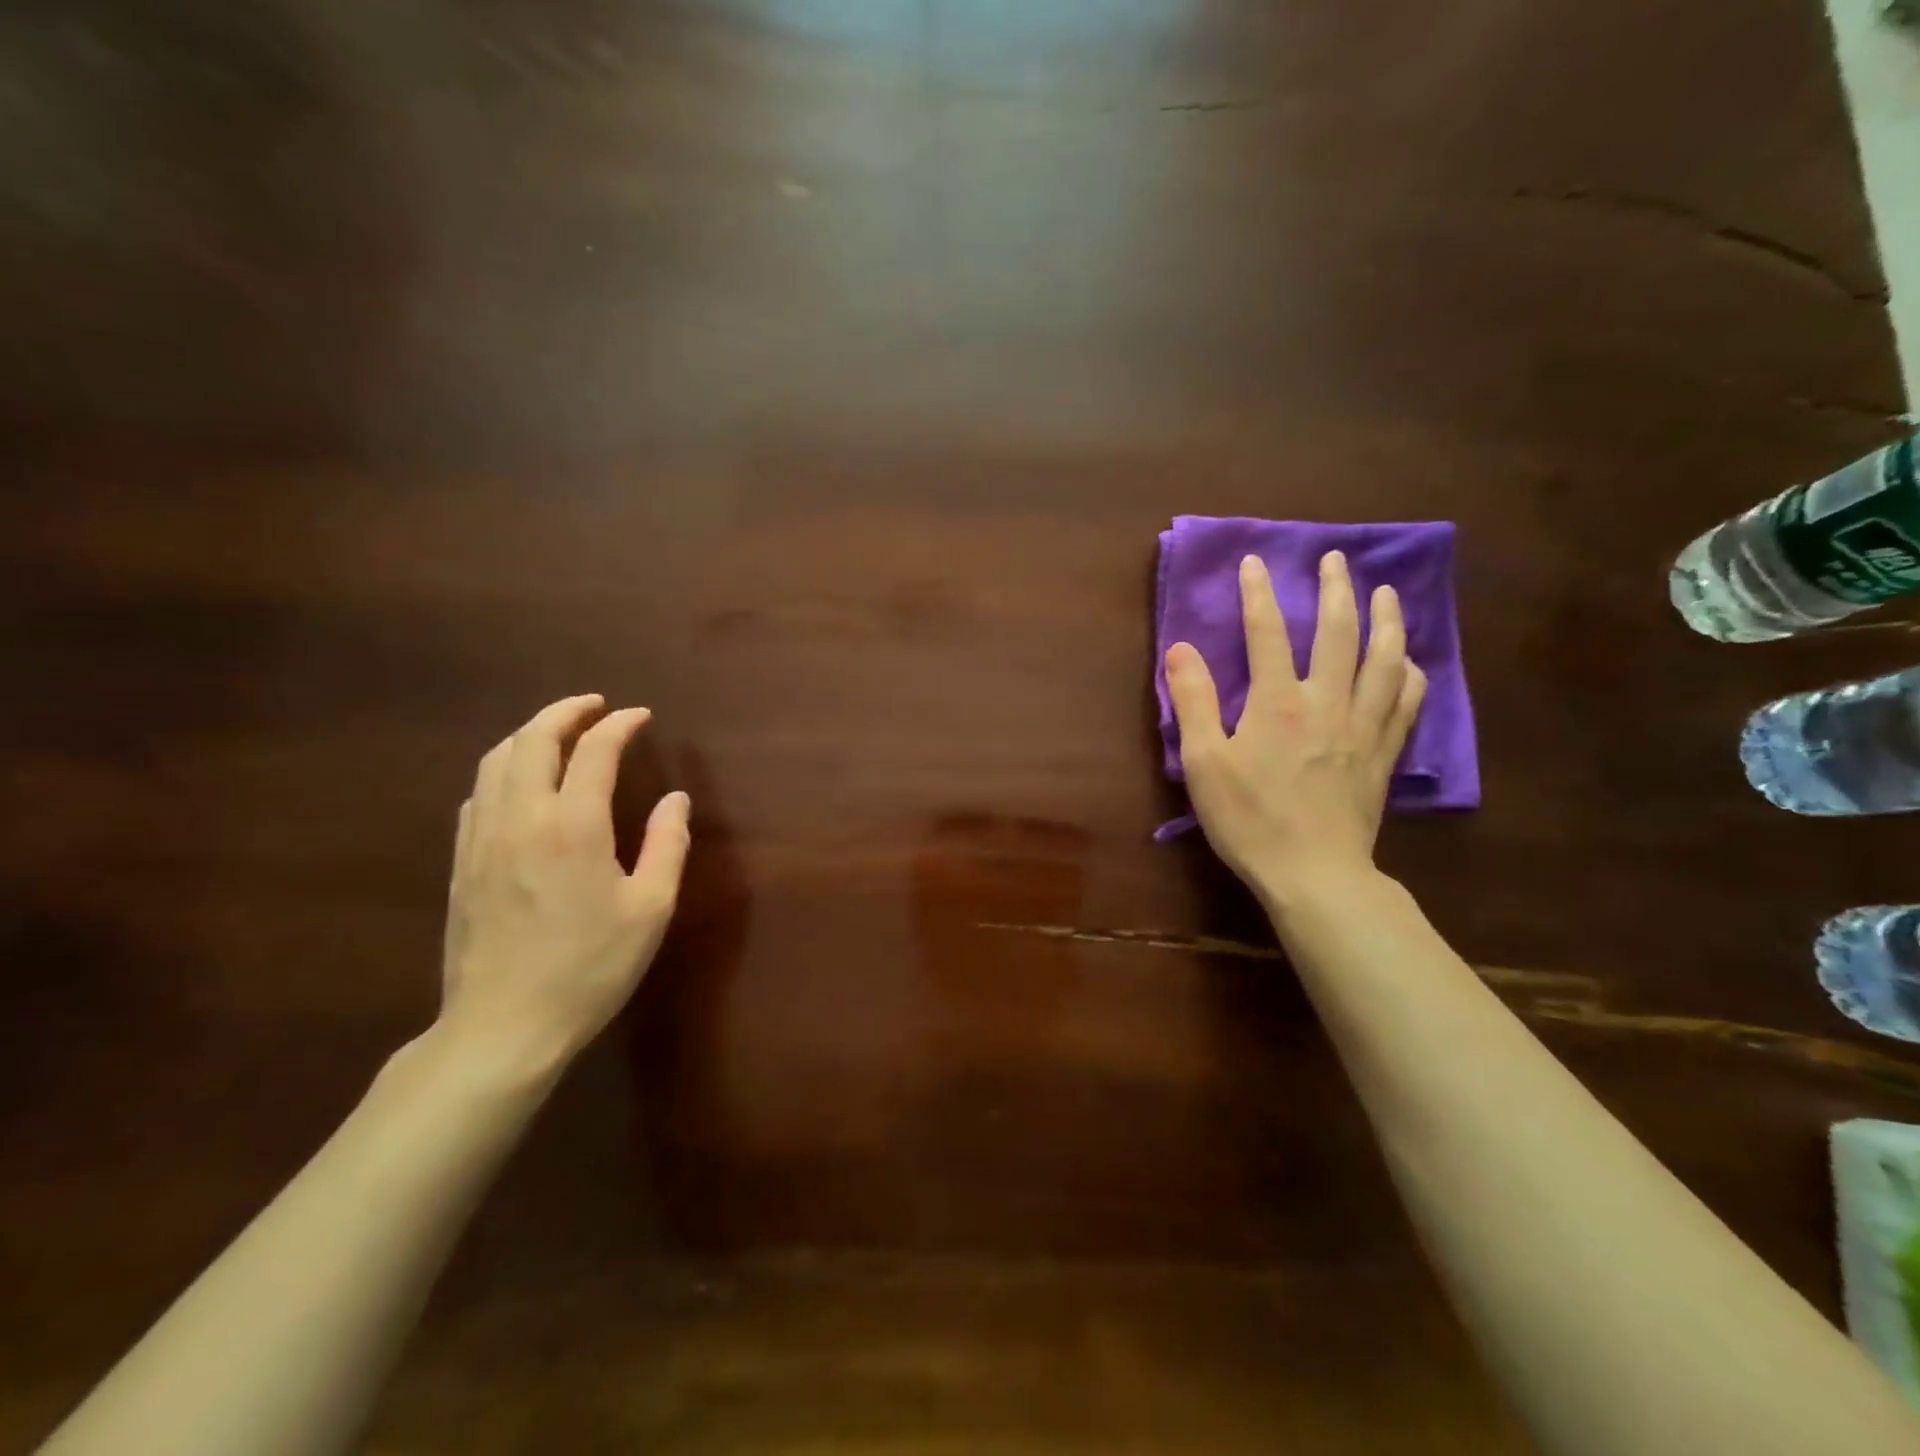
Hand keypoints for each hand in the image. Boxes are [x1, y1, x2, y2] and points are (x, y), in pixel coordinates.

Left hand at [438, 694, 691, 1076]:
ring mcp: (483, 839)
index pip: (594, 750)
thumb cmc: (590, 967)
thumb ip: (667, 845)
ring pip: (496, 761)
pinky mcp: (463, 863)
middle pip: (532, 739)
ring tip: (559, 734)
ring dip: (530, 734)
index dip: (619, 725)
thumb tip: (676, 799)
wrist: (504, 1026)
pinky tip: (521, 785)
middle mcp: (521, 818)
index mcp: (573, 826)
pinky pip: (479, 794)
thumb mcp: (650, 909)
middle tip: (595, 706)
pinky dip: (504, 770)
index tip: (641, 716)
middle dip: (565, 711)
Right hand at [1165, 550, 1424, 903]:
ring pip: (1383, 660)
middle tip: (1336, 559)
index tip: (1254, 562)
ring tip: (1385, 593)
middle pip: (1338, 633)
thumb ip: (1193, 702)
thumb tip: (1180, 649)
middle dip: (1335, 590)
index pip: (1267, 633)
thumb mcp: (1203, 763)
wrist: (1313, 873)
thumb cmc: (1249, 819)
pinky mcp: (1382, 754)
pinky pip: (1406, 704)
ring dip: (1386, 620)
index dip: (1258, 594)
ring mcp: (1362, 727)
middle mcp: (1326, 702)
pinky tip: (1409, 662)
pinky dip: (1409, 675)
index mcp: (1277, 702)